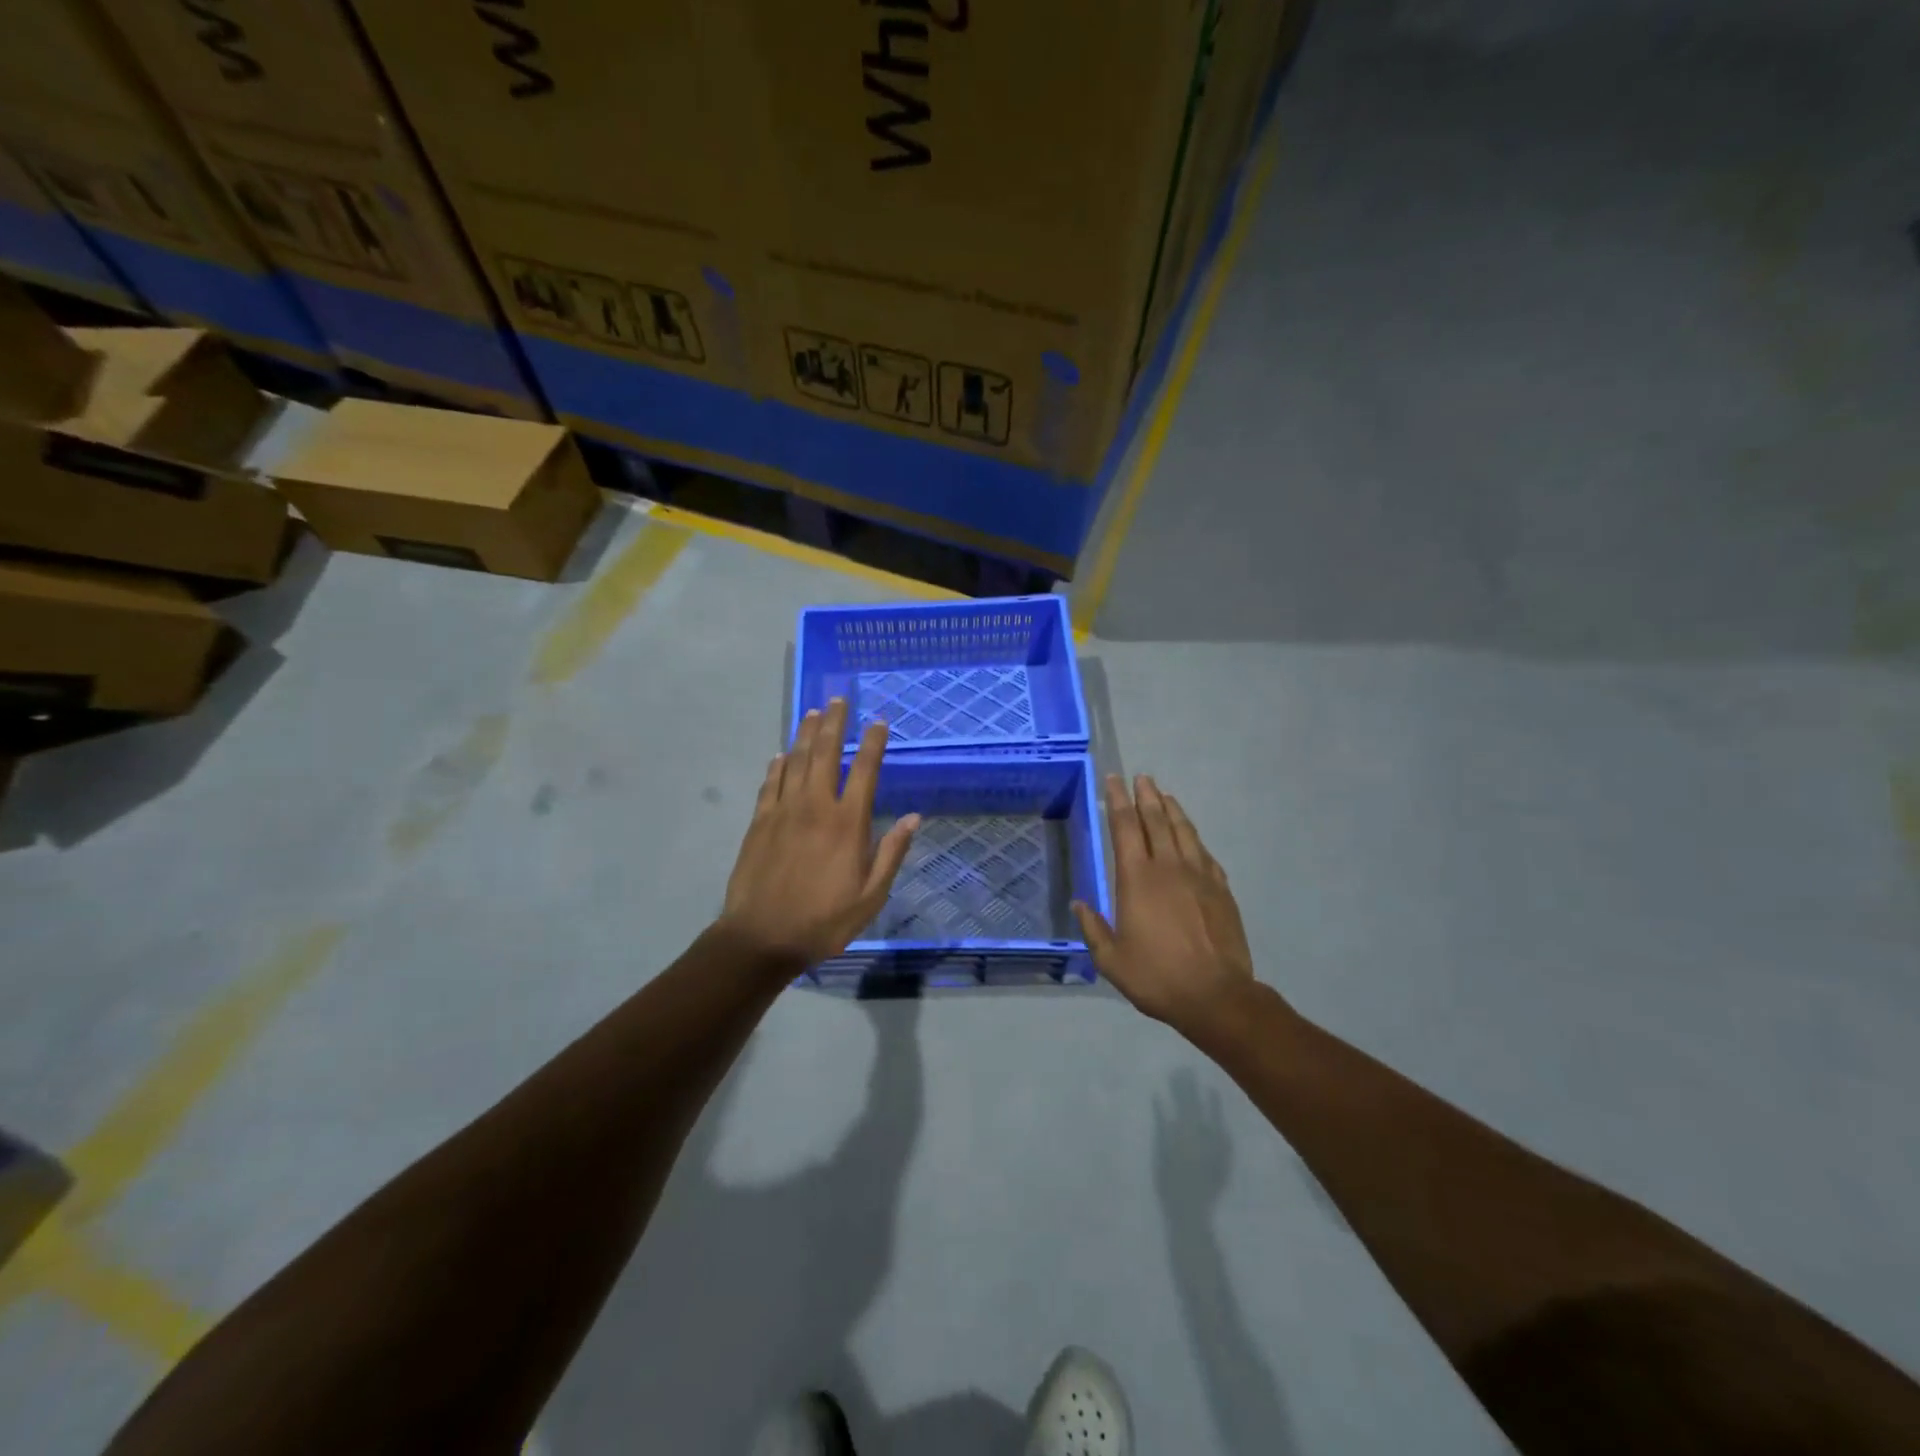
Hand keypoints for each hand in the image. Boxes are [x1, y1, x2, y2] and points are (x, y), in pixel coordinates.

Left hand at [719, 699, 919, 968]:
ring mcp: (783, 811)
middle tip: (839, 699)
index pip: (865, 771)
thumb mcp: (871, 896)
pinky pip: (770, 784)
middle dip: (834, 723)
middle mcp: (816, 806)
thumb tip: (914, 817)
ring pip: (796, 761)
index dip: (873, 743)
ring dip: (806, 735)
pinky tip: (782, 755)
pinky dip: (778, 766)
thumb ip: (891, 853)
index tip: (879, 722)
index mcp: (848, 823)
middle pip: (826, 753)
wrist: (762, 937)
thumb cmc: (824, 920)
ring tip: (813, 713)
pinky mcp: (759, 822)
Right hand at [1073, 775, 1261, 1035]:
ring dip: (1172, 810)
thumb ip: (1094, 929)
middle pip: (1155, 820)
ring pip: (1183, 831)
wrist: (1216, 995)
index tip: (1113, 780)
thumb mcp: (1112, 960)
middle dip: (1146, 796)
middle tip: (1141, 778)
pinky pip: (1205, 853)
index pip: (1124, 828)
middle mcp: (1168, 867)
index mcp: (1136, 879)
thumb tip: (1079, 904)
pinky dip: (1194, 838)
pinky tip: (1191, 837)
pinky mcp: (1221, 889)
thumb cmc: (1157, 977)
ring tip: (1164, 795)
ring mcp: (1198, 875)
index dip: (1117, 801)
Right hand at [1153, 1068, 1231, 1211]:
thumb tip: (1158, 1097)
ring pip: (1211, 1116)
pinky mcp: (1224, 1157)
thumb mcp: (1160, 1151)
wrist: (1191, 1210)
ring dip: (1208, 1100)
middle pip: (1195, 1105)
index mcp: (1181, 1130)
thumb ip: (1161, 1123)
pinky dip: (1221, 1121)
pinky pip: (1224, 1133)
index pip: (1180, 1101)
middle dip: (1191, 1088)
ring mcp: (1213, 1145)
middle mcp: (1199, 1133)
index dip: (1179, 1086)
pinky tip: (1220, 1117)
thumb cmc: (1168, 1181)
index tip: (1177, 1071)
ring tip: (1207, 1086)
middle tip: (1188, 1071)